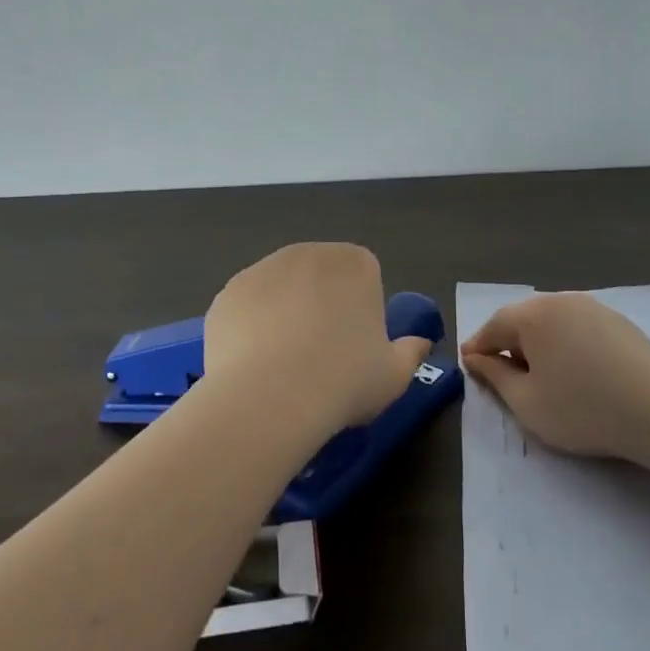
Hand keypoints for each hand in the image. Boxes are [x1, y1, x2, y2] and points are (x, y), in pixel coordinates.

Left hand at [202, 243, 431, 436]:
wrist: (268, 397)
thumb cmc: (344, 381)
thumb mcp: (394, 375)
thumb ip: (410, 353)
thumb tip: (420, 344)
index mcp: (355, 264)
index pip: (364, 275)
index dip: (361, 310)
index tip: (356, 346)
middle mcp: (308, 253)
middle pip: (320, 276)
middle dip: (321, 305)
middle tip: (321, 356)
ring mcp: (262, 269)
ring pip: (281, 290)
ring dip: (284, 314)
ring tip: (283, 365)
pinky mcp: (228, 293)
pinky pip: (247, 308)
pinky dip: (250, 329)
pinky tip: (253, 365)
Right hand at [461, 292, 649, 458]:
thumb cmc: (580, 409)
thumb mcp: (525, 402)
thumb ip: (494, 375)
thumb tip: (475, 357)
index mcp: (532, 315)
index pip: (494, 326)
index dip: (479, 347)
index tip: (469, 365)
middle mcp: (561, 301)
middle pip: (524, 319)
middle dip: (510, 342)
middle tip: (505, 372)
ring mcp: (594, 307)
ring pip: (554, 322)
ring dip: (541, 342)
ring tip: (543, 372)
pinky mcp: (620, 322)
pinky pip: (581, 328)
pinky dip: (570, 344)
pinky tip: (579, 370)